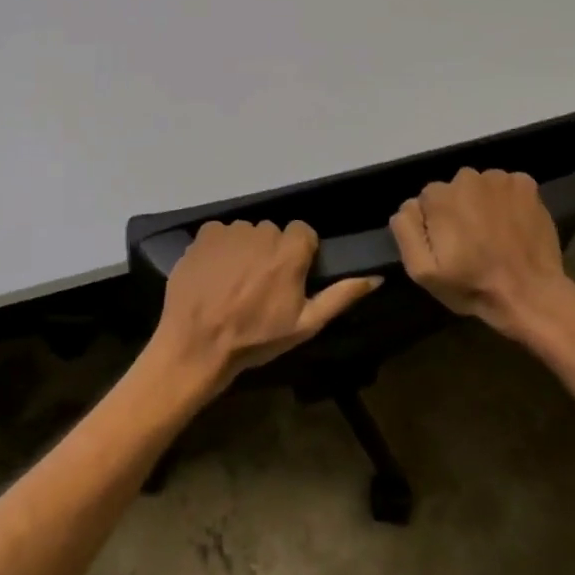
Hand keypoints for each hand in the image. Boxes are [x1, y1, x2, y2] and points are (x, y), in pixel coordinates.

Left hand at [146, 221, 381, 399]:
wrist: (197, 343)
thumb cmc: (255, 338)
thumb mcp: (305, 324)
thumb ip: (340, 296)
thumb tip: (376, 277)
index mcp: (290, 252)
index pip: (303, 233)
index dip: (299, 254)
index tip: (290, 277)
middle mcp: (261, 232)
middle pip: (273, 233)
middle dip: (270, 253)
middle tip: (260, 286)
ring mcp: (230, 232)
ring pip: (246, 233)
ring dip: (244, 250)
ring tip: (234, 283)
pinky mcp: (203, 235)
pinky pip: (220, 234)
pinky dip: (219, 249)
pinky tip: (214, 275)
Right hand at [391, 167, 574, 349]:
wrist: (531, 295)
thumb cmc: (472, 286)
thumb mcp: (422, 271)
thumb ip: (406, 230)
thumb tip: (409, 205)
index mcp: (438, 197)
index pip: (426, 202)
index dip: (435, 225)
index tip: (448, 247)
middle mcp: (467, 177)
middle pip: (453, 190)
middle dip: (458, 210)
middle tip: (472, 242)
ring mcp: (500, 179)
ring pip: (480, 186)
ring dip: (482, 204)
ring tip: (494, 234)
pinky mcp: (527, 184)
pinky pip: (507, 187)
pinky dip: (508, 201)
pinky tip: (513, 224)